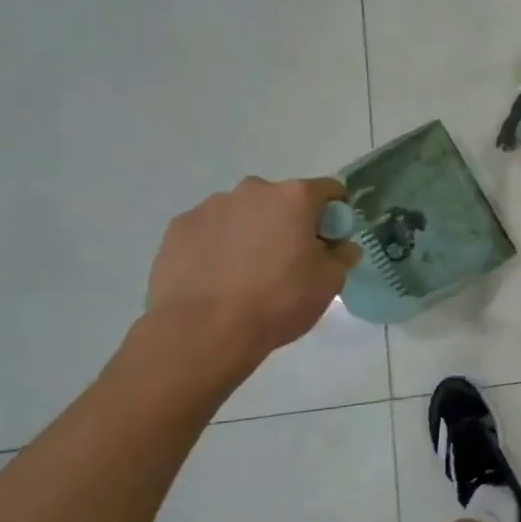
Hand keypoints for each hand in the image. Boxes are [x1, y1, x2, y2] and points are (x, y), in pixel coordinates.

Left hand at [146, 177, 360, 362]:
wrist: (202, 331)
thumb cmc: (278, 301)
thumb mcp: (329, 283)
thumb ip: (342, 256)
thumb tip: (342, 247)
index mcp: (294, 197)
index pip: (329, 190)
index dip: (335, 214)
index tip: (330, 240)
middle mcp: (253, 190)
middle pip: (282, 200)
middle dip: (289, 222)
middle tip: (288, 260)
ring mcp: (210, 206)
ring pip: (244, 213)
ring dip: (252, 232)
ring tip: (246, 273)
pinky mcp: (178, 227)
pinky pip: (210, 230)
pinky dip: (218, 245)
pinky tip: (217, 277)